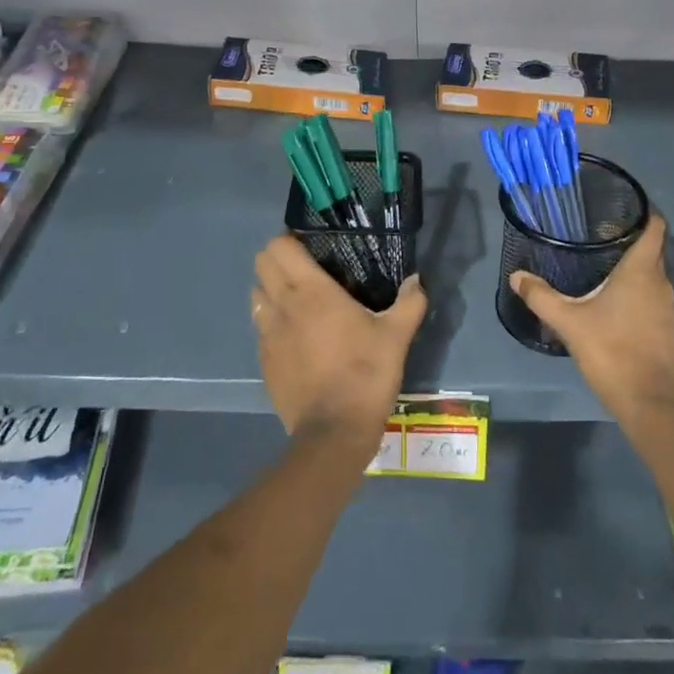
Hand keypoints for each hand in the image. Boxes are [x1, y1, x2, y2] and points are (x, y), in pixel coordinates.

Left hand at [252, 235, 427, 447]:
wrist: (333, 433)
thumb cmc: (365, 374)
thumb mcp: (396, 336)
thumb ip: (409, 302)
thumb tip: (416, 280)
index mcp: (311, 291)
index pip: (278, 247)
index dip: (290, 240)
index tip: (311, 246)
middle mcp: (282, 306)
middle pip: (261, 264)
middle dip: (278, 260)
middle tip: (306, 269)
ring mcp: (267, 335)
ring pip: (256, 295)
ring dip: (271, 290)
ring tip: (298, 301)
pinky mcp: (263, 361)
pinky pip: (260, 328)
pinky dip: (272, 322)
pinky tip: (296, 337)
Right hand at [509, 214, 673, 428]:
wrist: (649, 403)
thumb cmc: (610, 351)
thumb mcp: (568, 322)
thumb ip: (541, 296)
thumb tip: (516, 275)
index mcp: (641, 271)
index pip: (654, 228)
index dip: (644, 214)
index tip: (625, 210)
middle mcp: (663, 283)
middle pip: (653, 253)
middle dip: (632, 244)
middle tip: (602, 242)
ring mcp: (673, 309)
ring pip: (656, 280)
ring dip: (637, 276)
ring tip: (609, 276)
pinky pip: (659, 304)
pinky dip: (644, 301)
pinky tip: (622, 312)